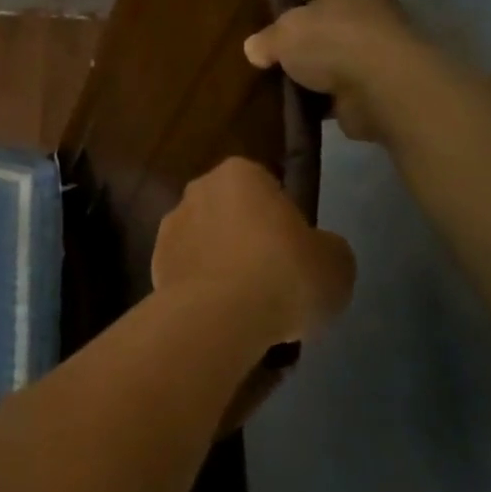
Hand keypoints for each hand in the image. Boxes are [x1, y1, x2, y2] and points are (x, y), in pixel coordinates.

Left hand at [152, 158, 355, 349]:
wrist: (219, 316)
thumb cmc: (284, 274)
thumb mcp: (335, 262)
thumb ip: (325, 247)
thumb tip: (315, 250)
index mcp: (240, 173)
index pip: (266, 189)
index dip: (283, 221)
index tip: (294, 253)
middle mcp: (198, 189)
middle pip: (230, 214)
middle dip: (246, 240)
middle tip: (273, 279)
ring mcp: (170, 227)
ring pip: (206, 244)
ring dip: (221, 266)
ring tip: (247, 307)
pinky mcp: (154, 264)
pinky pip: (188, 275)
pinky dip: (202, 291)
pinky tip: (221, 318)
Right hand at [244, 0, 420, 141]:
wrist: (387, 92)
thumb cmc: (337, 42)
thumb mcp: (287, 32)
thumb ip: (267, 38)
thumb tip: (255, 49)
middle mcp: (365, 11)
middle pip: (322, 9)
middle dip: (294, 16)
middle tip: (260, 19)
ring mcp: (370, 50)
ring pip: (325, 50)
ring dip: (303, 59)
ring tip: (266, 63)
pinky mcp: (369, 86)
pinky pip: (329, 86)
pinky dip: (311, 91)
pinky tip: (283, 95)